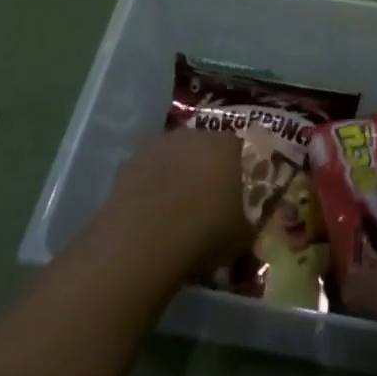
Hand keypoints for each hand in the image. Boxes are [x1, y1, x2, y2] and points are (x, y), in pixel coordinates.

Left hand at [101, 131, 249, 273]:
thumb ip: (247, 222)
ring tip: (174, 208)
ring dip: (175, 173)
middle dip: (205, 167)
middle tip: (205, 200)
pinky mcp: (129, 161)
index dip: (235, 170)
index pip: (237, 148)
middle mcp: (194, 135)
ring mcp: (159, 145)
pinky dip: (150, 185)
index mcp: (226, 146)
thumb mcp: (242, 236)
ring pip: (173, 156)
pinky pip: (147, 170)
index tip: (234, 193)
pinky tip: (149, 213)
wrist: (145, 240)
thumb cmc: (205, 232)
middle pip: (203, 146)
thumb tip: (244, 224)